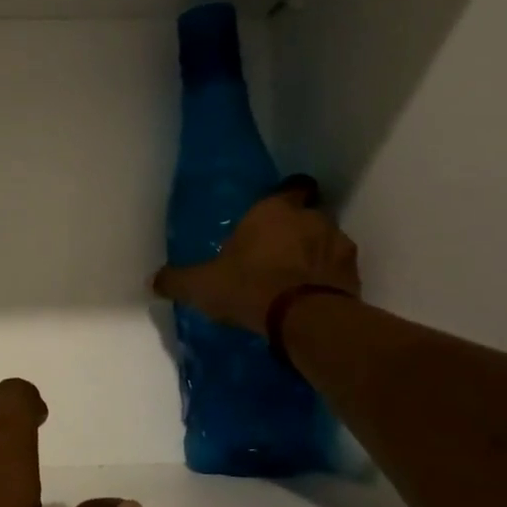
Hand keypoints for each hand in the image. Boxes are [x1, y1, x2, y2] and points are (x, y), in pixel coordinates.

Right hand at [151, 177, 360, 334]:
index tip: (271, 216)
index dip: (283, 198)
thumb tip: (153, 280)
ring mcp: (338, 244)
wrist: (304, 318)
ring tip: (292, 280)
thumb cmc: (248, 287)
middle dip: (294, 230)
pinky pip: (336, 270)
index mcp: (274, 211)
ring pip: (325, 242)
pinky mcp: (353, 274)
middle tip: (273, 254)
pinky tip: (308, 298)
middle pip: (307, 215)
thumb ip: (177, 280)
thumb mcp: (201, 285)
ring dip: (313, 255)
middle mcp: (311, 218)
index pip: (290, 187)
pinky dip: (326, 279)